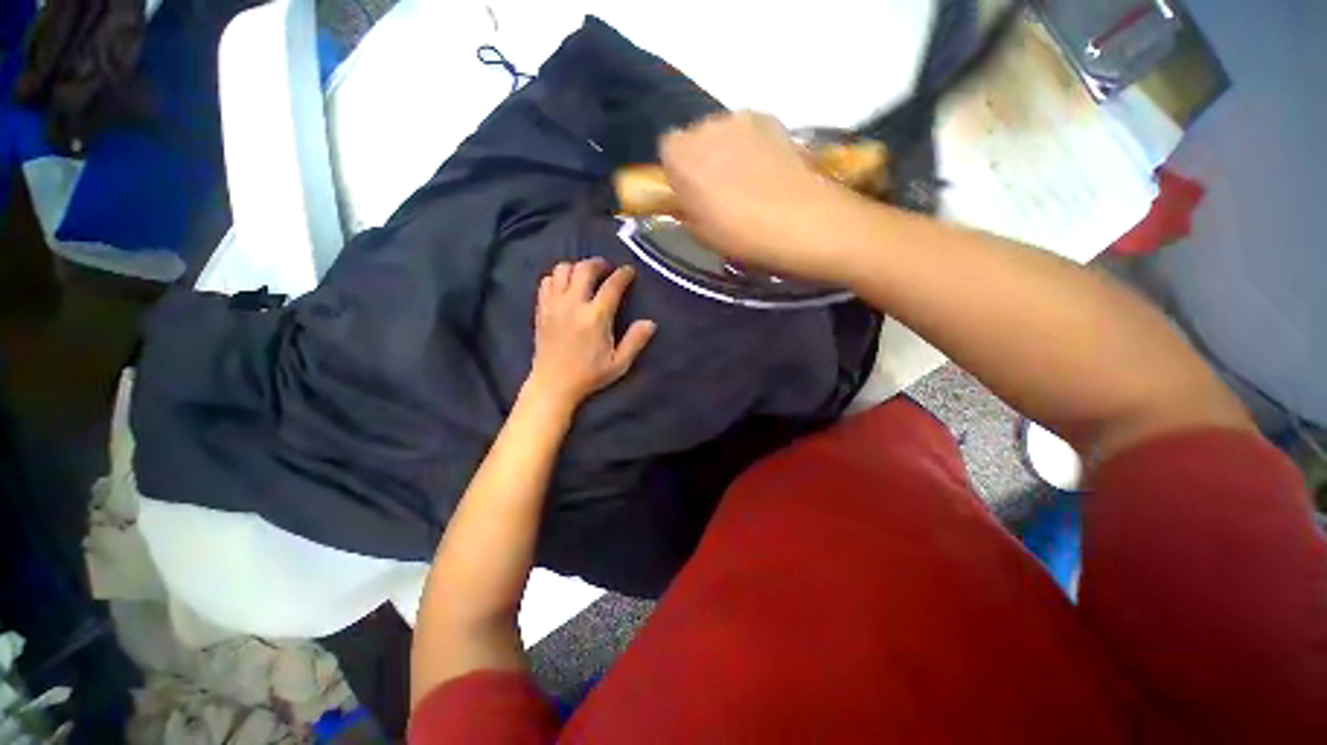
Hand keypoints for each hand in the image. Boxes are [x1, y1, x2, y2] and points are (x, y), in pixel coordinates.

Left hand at [525, 258, 655, 408]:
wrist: (553, 385)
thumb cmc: (589, 375)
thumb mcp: (619, 363)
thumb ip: (635, 341)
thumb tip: (650, 322)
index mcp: (596, 317)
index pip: (612, 285)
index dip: (623, 274)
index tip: (629, 271)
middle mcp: (573, 305)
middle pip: (584, 269)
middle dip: (599, 263)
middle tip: (607, 268)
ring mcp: (554, 305)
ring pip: (562, 270)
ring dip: (576, 267)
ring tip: (585, 275)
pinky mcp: (541, 309)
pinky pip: (546, 281)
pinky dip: (557, 277)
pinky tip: (565, 286)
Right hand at [660, 111, 860, 284]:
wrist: (798, 221)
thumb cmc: (738, 234)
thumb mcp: (699, 232)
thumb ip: (684, 208)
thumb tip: (684, 199)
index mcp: (680, 155)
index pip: (667, 150)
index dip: (677, 172)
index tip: (689, 193)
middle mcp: (706, 126)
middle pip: (696, 137)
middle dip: (703, 159)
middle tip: (718, 190)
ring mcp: (741, 118)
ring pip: (724, 133)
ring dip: (728, 151)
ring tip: (747, 182)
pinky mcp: (772, 119)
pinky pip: (751, 132)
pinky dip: (753, 147)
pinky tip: (767, 173)